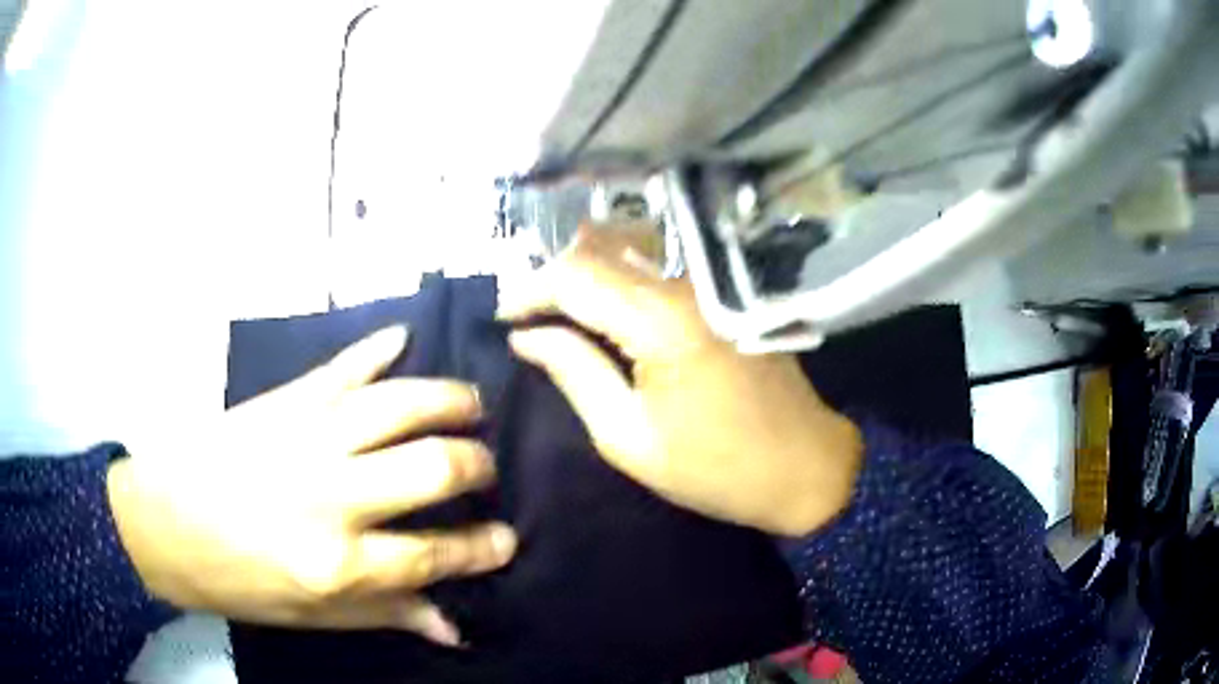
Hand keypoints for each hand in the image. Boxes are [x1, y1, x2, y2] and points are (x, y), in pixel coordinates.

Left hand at [106, 326, 516, 644]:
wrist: (161, 522)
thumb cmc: (235, 579)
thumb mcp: (309, 615)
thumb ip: (383, 614)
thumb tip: (452, 627)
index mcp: (336, 563)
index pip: (432, 555)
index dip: (481, 548)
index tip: (509, 538)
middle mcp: (330, 495)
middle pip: (430, 469)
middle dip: (476, 467)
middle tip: (485, 469)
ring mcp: (307, 436)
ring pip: (398, 405)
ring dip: (448, 400)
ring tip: (472, 406)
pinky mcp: (284, 401)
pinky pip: (341, 367)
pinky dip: (375, 348)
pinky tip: (402, 337)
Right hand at [499, 227, 861, 536]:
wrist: (804, 467)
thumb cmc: (716, 467)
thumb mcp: (628, 437)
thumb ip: (574, 373)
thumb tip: (527, 336)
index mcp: (660, 321)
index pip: (574, 276)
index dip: (529, 290)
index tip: (503, 318)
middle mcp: (684, 286)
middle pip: (599, 253)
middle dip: (551, 278)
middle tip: (524, 315)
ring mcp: (708, 287)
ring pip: (627, 255)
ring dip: (584, 276)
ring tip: (553, 312)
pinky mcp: (720, 297)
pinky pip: (655, 273)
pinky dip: (617, 283)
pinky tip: (600, 311)